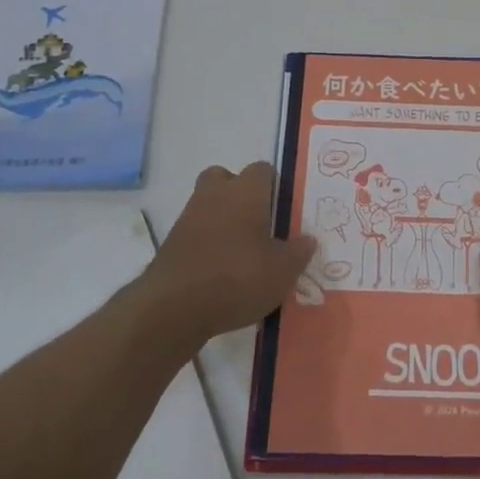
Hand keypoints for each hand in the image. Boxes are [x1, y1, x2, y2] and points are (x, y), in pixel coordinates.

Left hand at [138, 162, 313, 347]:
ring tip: (243, 253)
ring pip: (209, 206)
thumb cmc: (236, 277)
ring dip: (223, 221)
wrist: (172, 308)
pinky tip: (222, 274)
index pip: (263, 170)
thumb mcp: (282, 271)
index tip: (285, 210)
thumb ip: (299, 252)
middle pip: (227, 179)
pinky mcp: (171, 245)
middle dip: (240, 195)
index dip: (275, 186)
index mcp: (246, 191)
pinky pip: (196, 234)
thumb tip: (307, 239)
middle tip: (259, 223)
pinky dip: (207, 246)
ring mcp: (188, 218)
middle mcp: (215, 194)